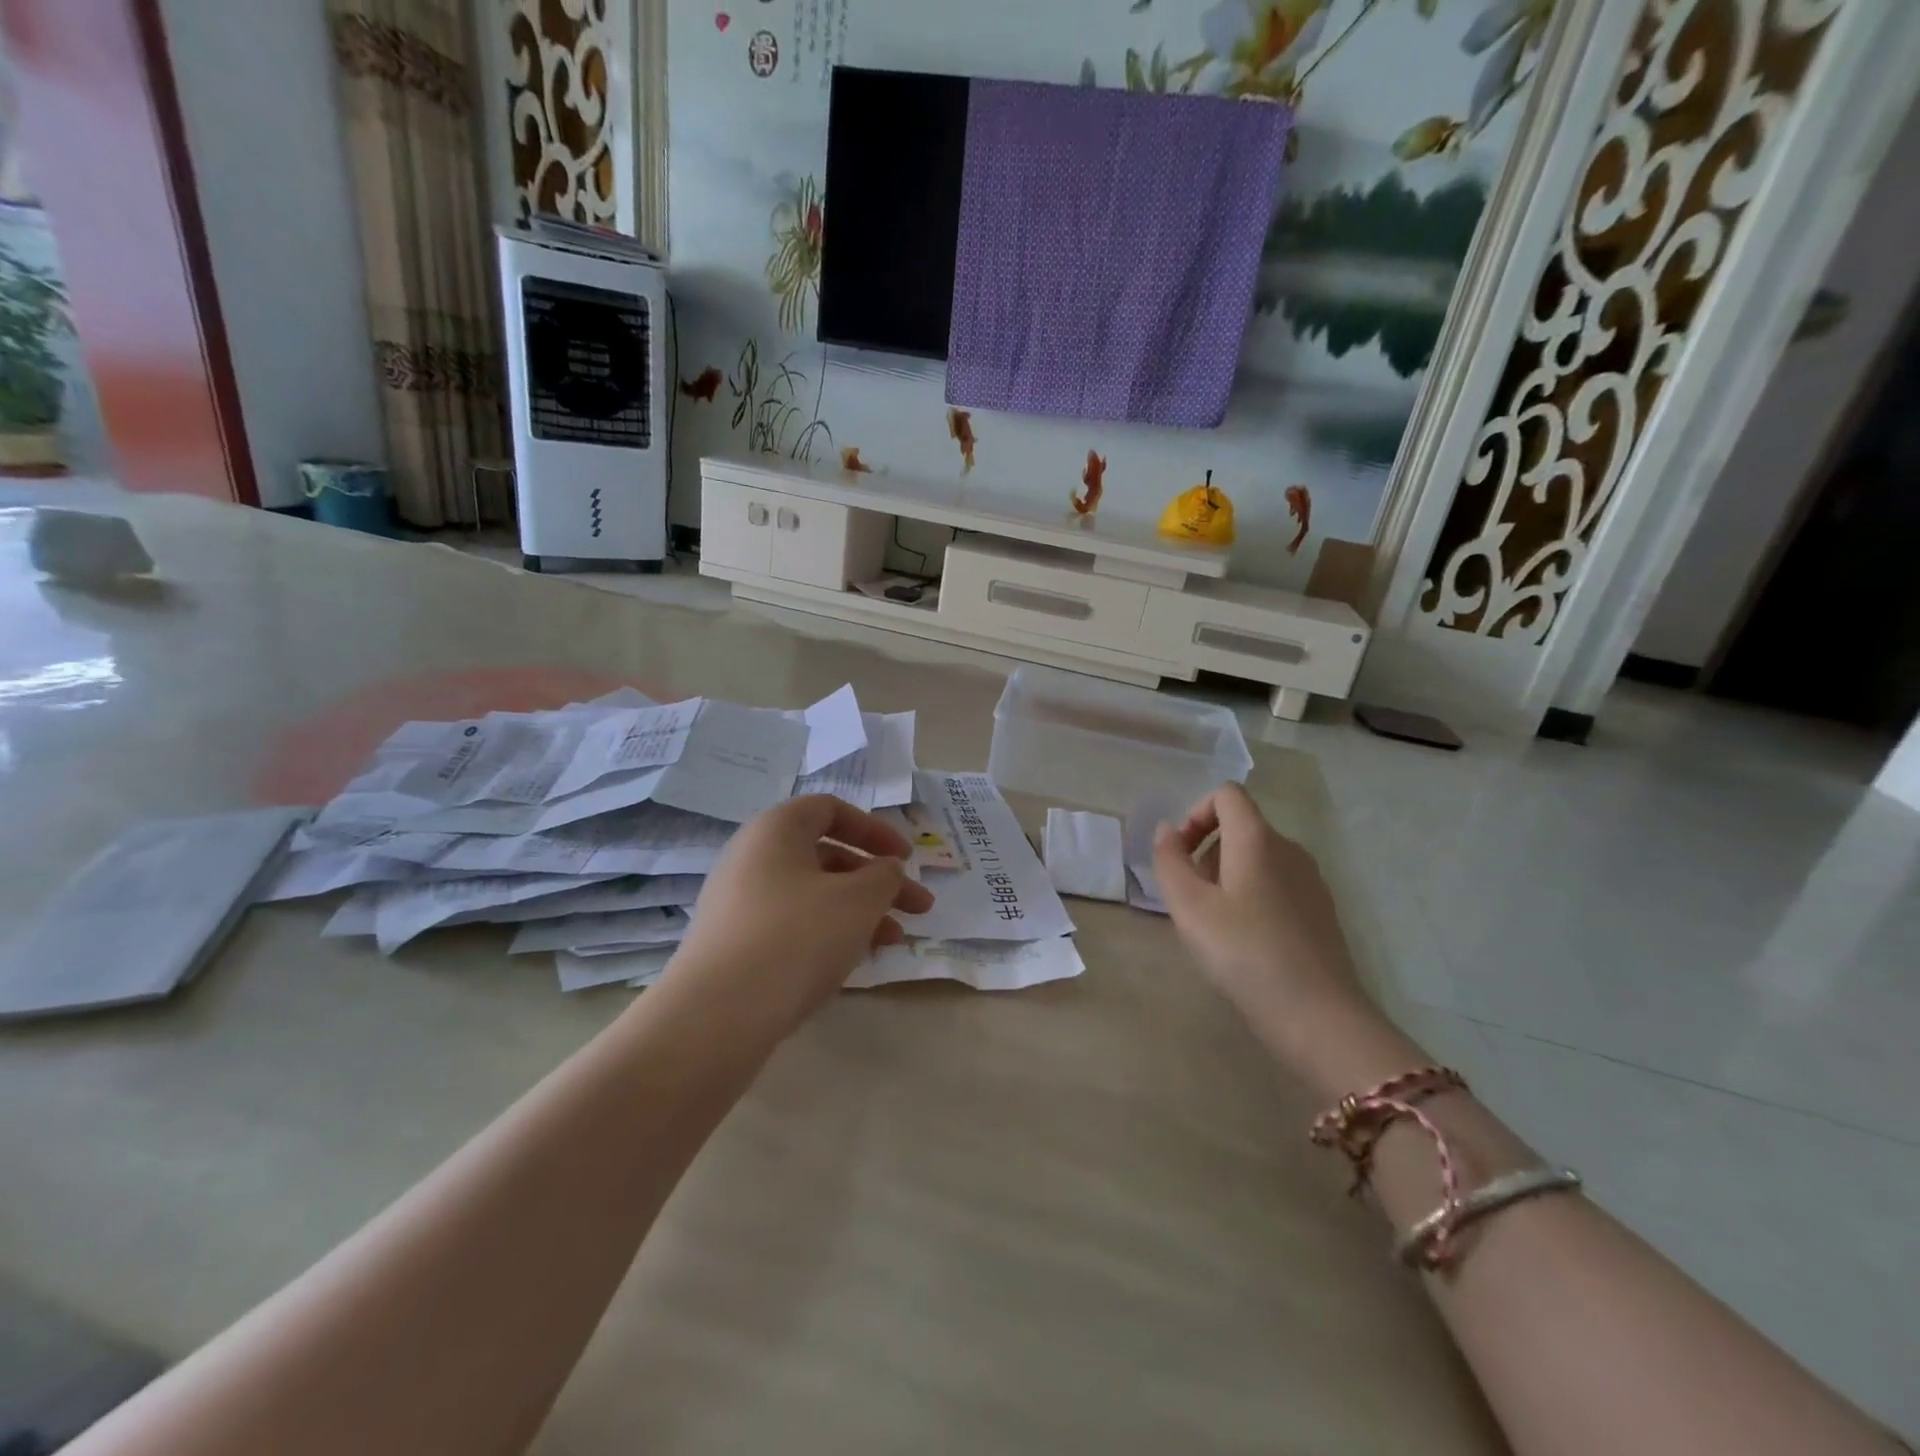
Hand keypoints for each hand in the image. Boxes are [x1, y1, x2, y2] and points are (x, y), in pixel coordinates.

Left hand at [665, 795, 934, 1032]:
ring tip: (896, 941)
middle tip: (920, 908)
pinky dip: (829, 933)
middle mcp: (752, 857)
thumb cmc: (796, 938)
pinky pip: (792, 925)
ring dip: (860, 911)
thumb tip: (886, 869)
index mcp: (776, 830)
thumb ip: (885, 876)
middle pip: (828, 856)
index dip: (875, 830)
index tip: (906, 859)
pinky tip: (855, 960)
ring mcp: (739, 903)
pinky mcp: (734, 945)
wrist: (716, 1017)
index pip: (831, 810)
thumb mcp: (858, 900)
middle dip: (879, 881)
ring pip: (814, 895)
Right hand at [1152, 783, 1378, 1077]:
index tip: (1181, 855)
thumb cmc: (1244, 953)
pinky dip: (1252, 895)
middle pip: (1240, 826)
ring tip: (1213, 922)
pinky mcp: (1320, 910)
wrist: (1318, 1016)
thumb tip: (1167, 831)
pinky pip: (1277, 883)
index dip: (1196, 814)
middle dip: (1206, 850)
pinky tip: (1245, 940)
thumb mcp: (1189, 907)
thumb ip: (1169, 860)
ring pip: (1258, 857)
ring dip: (1226, 875)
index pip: (1227, 795)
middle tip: (1189, 897)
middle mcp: (1289, 848)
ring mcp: (1311, 880)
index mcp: (1257, 839)